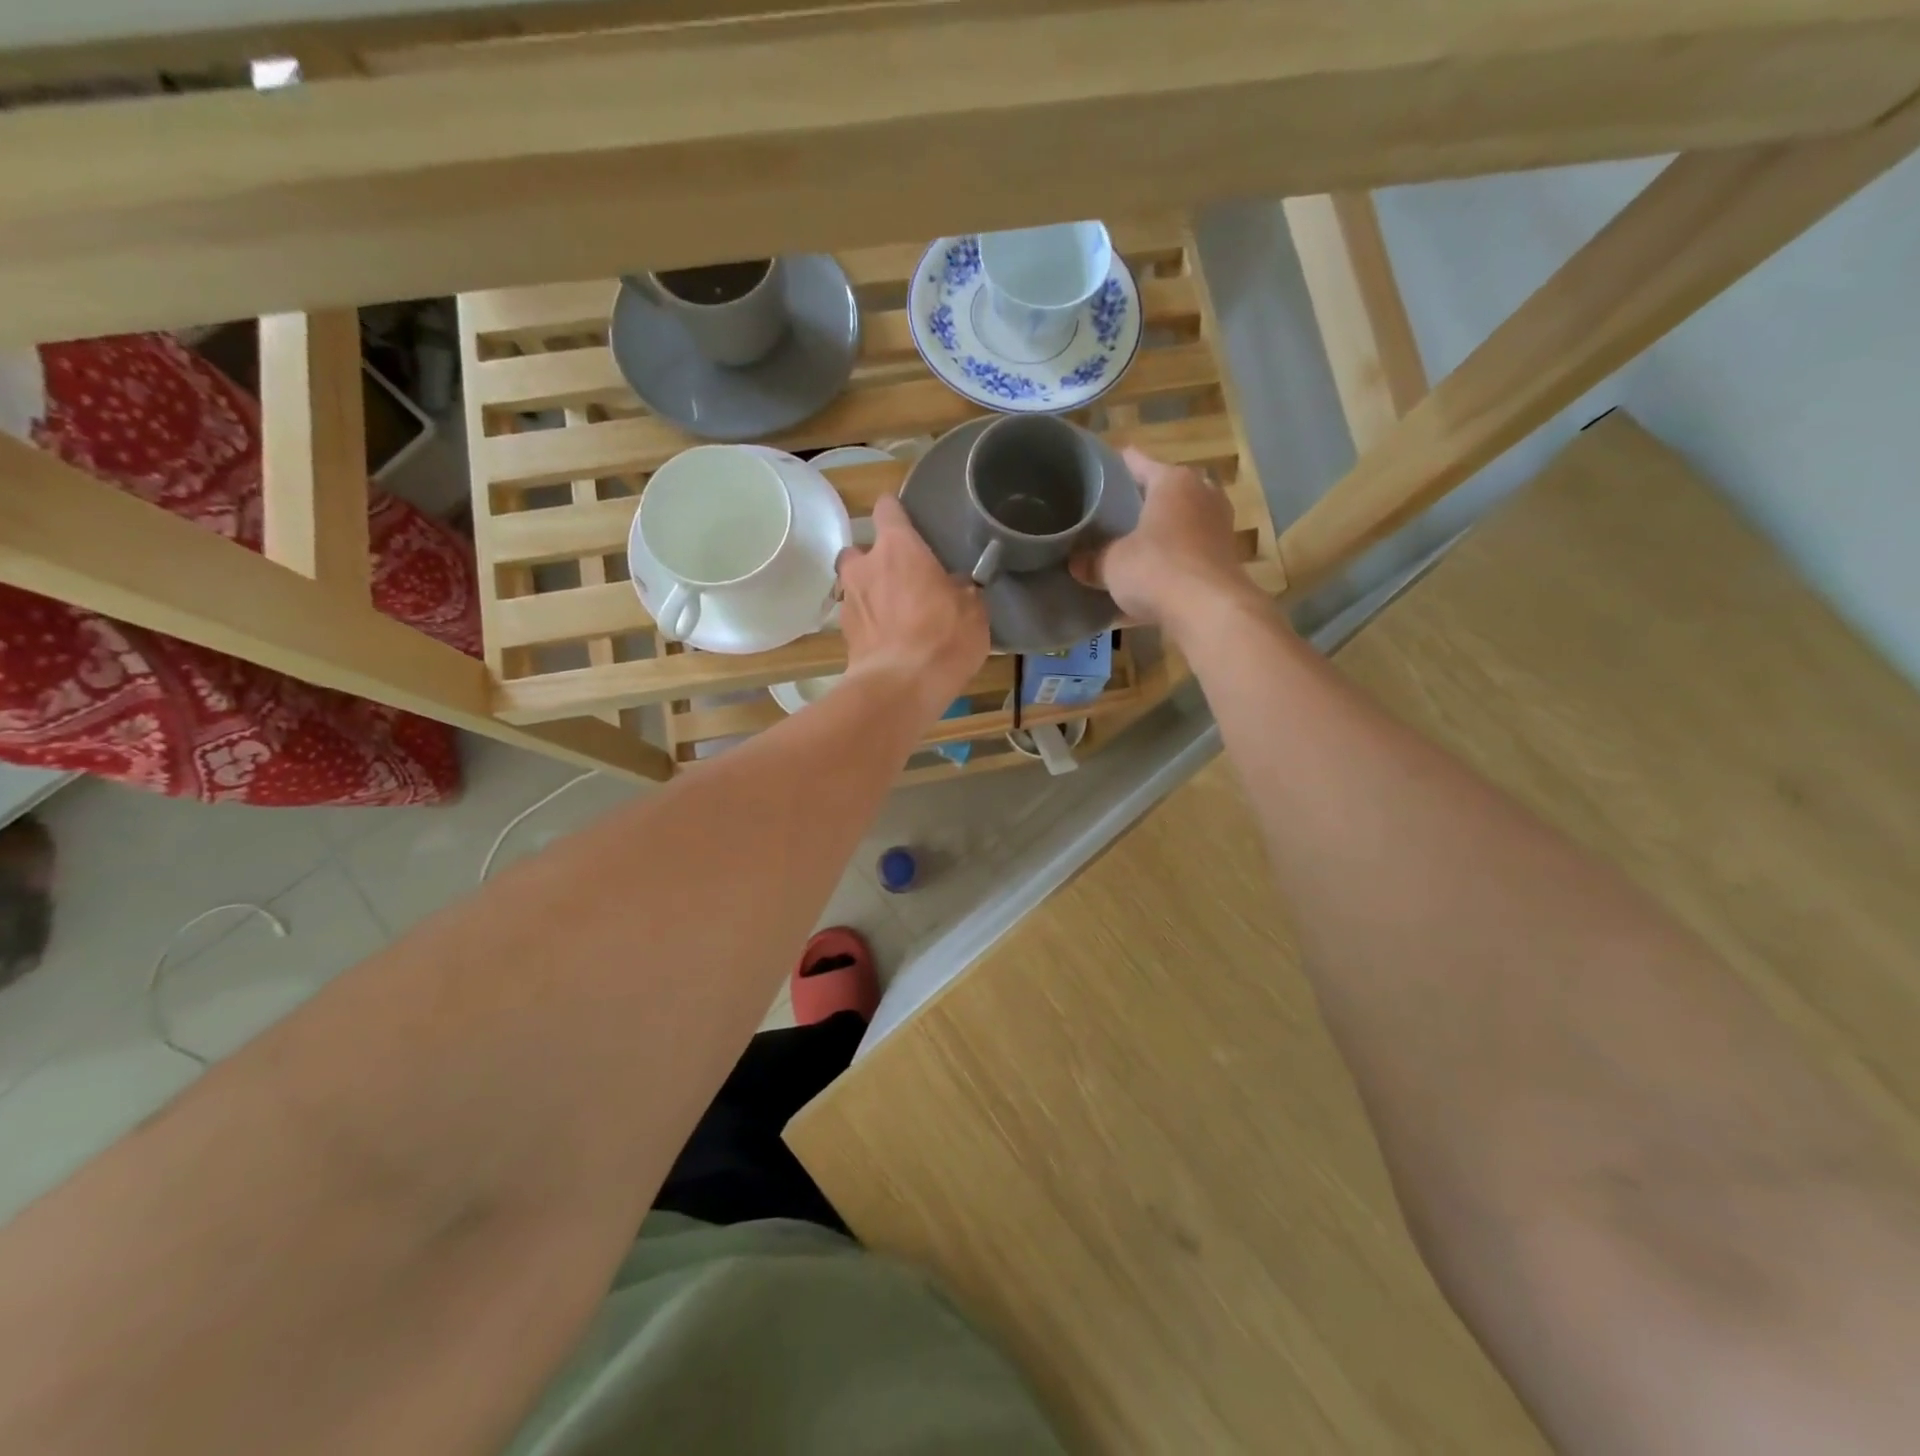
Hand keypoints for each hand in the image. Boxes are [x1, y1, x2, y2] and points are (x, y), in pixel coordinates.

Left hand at [836, 494, 989, 716]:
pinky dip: (869, 623)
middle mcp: (864, 566)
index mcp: (898, 548)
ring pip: (853, 585)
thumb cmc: (942, 637)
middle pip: (860, 549)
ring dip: (869, 593)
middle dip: (874, 560)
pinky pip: (856, 617)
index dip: (896, 512)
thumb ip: (960, 588)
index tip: (908, 522)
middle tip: (899, 578)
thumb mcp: (972, 609)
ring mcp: (849, 601)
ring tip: (893, 612)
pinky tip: (887, 640)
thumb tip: (954, 585)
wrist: (900, 687)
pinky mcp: (843, 635)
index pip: (887, 508)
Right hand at [1071, 448, 1257, 634]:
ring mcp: (1218, 526)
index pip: (1137, 461)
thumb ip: (1092, 560)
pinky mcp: (1225, 558)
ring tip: (1131, 544)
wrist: (1209, 610)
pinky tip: (1151, 578)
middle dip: (1141, 501)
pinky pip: (1189, 553)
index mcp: (1173, 481)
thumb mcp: (1111, 564)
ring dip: (1160, 532)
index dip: (1114, 466)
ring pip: (1180, 522)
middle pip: (1165, 490)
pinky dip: (1171, 562)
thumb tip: (1075, 563)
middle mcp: (1202, 494)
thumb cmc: (1156, 569)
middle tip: (1111, 514)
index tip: (1096, 473)